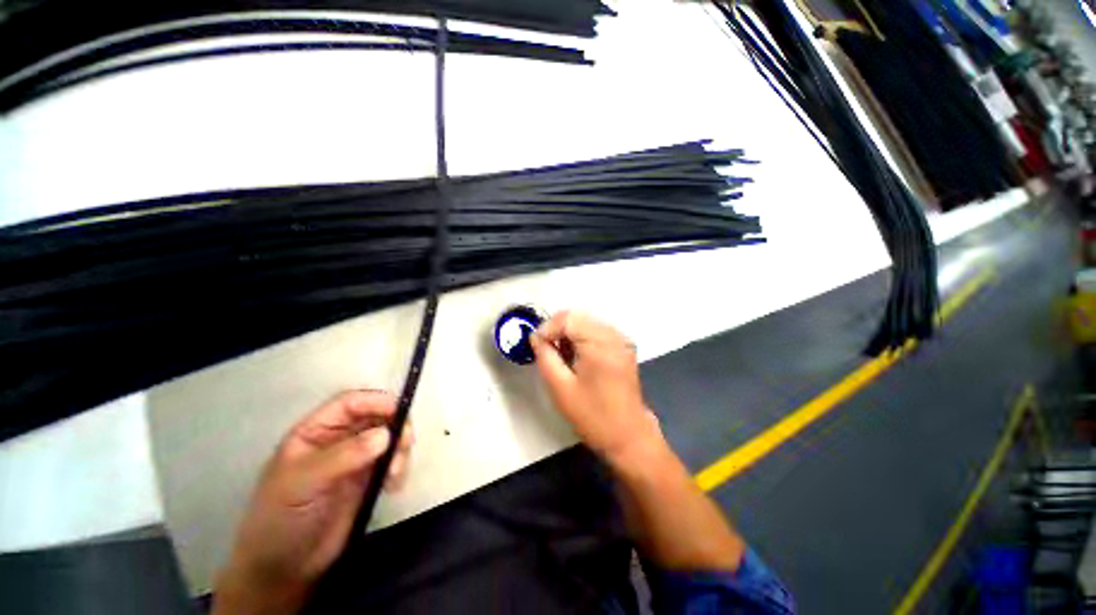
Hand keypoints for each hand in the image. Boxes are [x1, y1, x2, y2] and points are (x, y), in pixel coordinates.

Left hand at [213, 390, 413, 614]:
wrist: (283, 570)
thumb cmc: (280, 520)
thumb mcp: (302, 484)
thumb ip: (343, 457)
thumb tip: (386, 434)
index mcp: (315, 432)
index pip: (350, 403)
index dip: (376, 402)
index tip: (400, 413)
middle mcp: (338, 440)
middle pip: (376, 417)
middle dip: (395, 425)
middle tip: (405, 444)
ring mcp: (355, 460)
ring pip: (389, 438)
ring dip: (400, 449)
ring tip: (395, 474)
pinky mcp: (367, 480)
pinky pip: (392, 461)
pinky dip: (399, 467)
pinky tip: (393, 486)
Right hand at [530, 311, 662, 463]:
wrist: (628, 436)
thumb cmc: (593, 416)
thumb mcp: (560, 388)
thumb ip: (545, 357)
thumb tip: (536, 338)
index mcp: (600, 344)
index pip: (568, 318)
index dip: (547, 328)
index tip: (535, 345)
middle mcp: (614, 335)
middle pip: (578, 316)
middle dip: (557, 329)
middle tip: (545, 349)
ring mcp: (622, 339)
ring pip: (586, 322)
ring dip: (569, 333)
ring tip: (560, 355)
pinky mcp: (624, 346)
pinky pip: (597, 331)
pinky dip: (581, 338)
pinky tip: (575, 356)